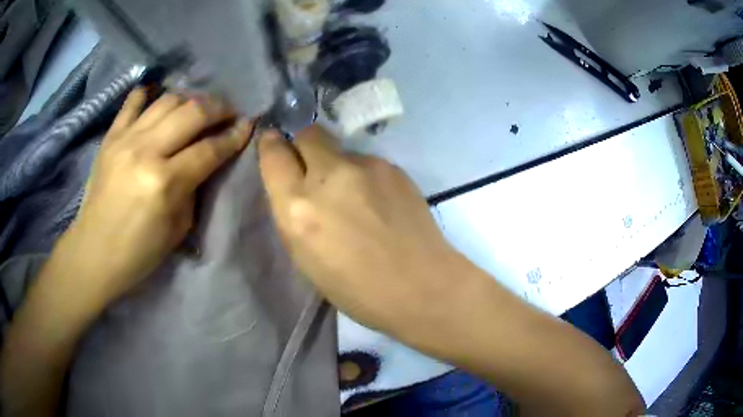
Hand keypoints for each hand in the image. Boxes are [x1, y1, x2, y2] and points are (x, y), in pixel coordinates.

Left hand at [65, 89, 252, 304]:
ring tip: (198, 109)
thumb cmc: (138, 252)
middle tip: (229, 113)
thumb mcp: (178, 229)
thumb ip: (193, 188)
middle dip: (219, 108)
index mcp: (165, 183)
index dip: (234, 135)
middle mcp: (146, 151)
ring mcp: (125, 139)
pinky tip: (157, 97)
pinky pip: (132, 103)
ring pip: (167, 100)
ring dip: (190, 100)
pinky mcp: (110, 137)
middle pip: (193, 112)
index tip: (248, 125)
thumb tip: (206, 159)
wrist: (94, 253)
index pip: (209, 149)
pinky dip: (148, 95)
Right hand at [258, 125, 467, 333]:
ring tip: (356, 198)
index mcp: (299, 208)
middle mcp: (329, 177)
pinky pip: (367, 162)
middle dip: (304, 145)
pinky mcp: (393, 167)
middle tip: (313, 167)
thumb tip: (295, 185)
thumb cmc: (357, 290)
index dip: (271, 145)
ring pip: (341, 149)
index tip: (273, 143)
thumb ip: (294, 213)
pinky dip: (364, 176)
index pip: (274, 154)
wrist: (421, 286)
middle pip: (308, 134)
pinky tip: (380, 202)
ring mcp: (366, 167)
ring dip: (338, 166)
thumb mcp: (305, 258)